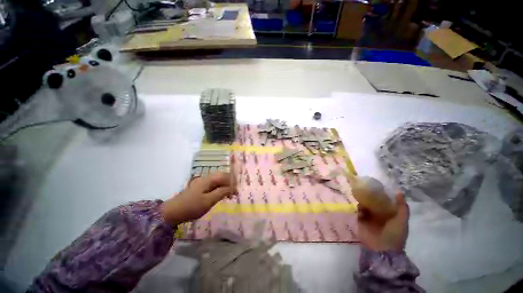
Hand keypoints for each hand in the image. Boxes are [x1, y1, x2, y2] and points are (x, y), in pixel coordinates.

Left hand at [160, 172, 236, 225]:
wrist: (172, 212)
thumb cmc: (192, 206)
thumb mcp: (208, 201)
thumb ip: (221, 192)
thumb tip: (232, 188)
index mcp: (208, 179)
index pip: (224, 176)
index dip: (232, 181)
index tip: (237, 190)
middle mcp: (205, 178)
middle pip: (221, 176)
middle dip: (229, 183)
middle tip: (234, 192)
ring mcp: (202, 183)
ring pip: (217, 181)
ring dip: (224, 186)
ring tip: (229, 194)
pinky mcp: (199, 188)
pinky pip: (213, 185)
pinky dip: (219, 189)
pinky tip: (221, 195)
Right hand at [357, 193, 408, 251]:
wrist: (383, 249)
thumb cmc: (395, 234)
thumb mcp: (402, 220)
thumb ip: (402, 207)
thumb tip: (398, 192)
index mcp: (389, 214)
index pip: (385, 201)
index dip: (382, 194)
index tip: (378, 185)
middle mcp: (379, 214)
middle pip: (373, 202)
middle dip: (370, 196)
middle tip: (366, 188)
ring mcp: (369, 217)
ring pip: (364, 205)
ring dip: (363, 201)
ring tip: (361, 196)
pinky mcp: (361, 220)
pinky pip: (358, 211)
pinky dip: (359, 208)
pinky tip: (360, 208)